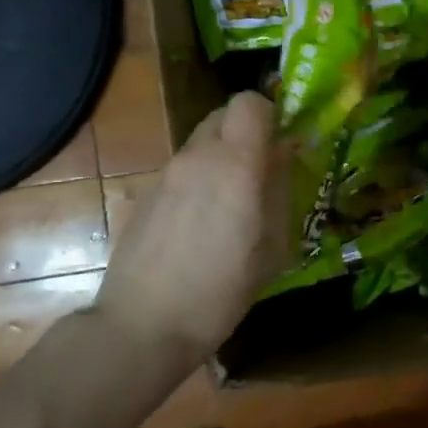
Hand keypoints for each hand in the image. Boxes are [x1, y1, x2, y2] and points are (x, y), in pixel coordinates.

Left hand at [97, 91, 291, 358]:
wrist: (143, 326)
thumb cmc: (222, 290)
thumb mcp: (273, 246)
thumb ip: (280, 190)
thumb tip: (284, 155)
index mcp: (235, 165)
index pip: (250, 102)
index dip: (270, 114)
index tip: (283, 142)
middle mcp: (197, 158)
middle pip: (223, 115)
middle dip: (247, 133)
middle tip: (262, 171)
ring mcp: (166, 175)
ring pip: (202, 144)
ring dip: (222, 158)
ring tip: (233, 205)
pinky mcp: (145, 196)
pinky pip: (183, 171)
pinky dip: (200, 181)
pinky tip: (202, 226)